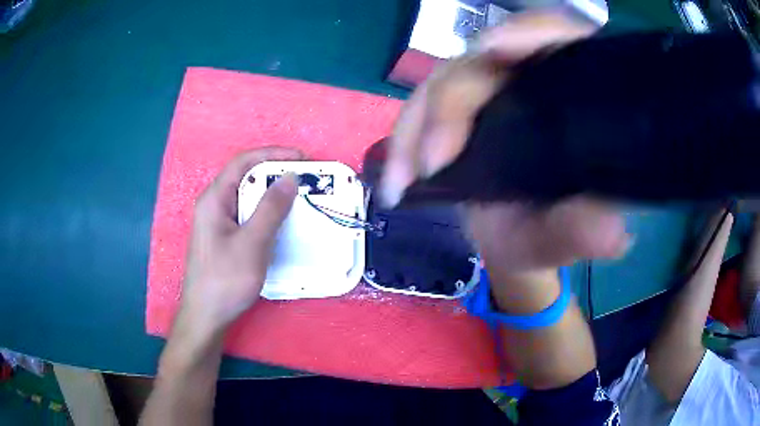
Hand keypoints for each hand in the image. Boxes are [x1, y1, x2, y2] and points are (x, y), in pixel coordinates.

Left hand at [181, 147, 302, 333]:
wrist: (206, 316)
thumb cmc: (225, 280)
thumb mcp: (251, 243)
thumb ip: (270, 209)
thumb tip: (290, 178)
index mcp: (214, 199)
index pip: (243, 162)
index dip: (272, 154)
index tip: (301, 158)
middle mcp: (214, 205)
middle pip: (245, 178)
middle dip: (275, 175)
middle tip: (304, 181)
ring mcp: (218, 223)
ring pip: (247, 198)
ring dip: (272, 196)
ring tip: (298, 200)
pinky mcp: (224, 238)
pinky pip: (247, 216)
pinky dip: (266, 214)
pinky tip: (280, 224)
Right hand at [380, 9, 628, 272]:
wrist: (513, 245)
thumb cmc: (546, 235)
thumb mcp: (565, 236)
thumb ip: (583, 231)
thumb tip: (611, 231)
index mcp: (569, 97)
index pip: (556, 40)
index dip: (529, 33)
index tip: (496, 49)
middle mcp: (527, 83)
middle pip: (482, 58)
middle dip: (451, 101)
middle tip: (434, 161)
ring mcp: (488, 93)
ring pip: (441, 83)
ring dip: (416, 126)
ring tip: (402, 180)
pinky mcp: (456, 111)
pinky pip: (421, 109)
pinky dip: (404, 141)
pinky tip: (396, 179)